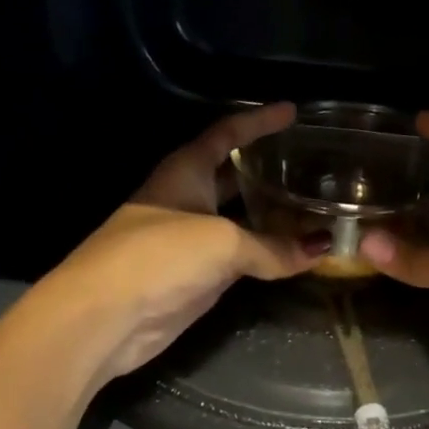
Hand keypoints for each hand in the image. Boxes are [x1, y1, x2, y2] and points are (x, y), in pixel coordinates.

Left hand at [33, 103, 321, 388]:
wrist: (106, 316)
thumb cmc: (159, 256)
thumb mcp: (223, 242)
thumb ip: (273, 246)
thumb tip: (322, 249)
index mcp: (184, 171)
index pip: (226, 134)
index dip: (258, 121)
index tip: (292, 112)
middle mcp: (187, 199)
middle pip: (233, 176)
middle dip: (268, 168)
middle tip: (311, 163)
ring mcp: (190, 240)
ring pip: (239, 220)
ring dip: (272, 215)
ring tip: (313, 206)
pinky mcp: (195, 277)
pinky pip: (239, 257)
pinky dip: (266, 254)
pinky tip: (294, 254)